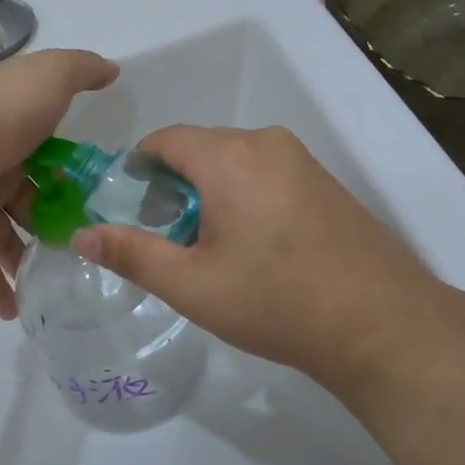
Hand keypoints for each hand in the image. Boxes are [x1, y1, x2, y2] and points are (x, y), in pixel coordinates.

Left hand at [0, 49, 116, 317]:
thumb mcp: (50, 77)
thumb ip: (81, 71)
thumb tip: (111, 70)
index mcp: (12, 129)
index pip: (46, 154)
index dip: (71, 175)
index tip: (99, 200)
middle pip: (27, 200)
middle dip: (53, 223)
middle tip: (86, 250)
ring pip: (4, 236)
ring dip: (27, 260)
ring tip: (61, 285)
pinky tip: (18, 312)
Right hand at [71, 125, 447, 387]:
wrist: (382, 324)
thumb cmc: (275, 301)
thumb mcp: (191, 285)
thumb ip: (131, 254)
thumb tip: (83, 235)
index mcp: (229, 156)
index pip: (165, 140)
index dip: (139, 168)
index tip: (130, 208)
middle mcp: (267, 144)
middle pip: (201, 149)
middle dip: (176, 184)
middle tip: (170, 238)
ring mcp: (304, 161)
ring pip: (237, 162)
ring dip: (213, 191)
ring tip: (212, 247)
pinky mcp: (328, 183)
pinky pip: (269, 174)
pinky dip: (247, 195)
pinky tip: (258, 246)